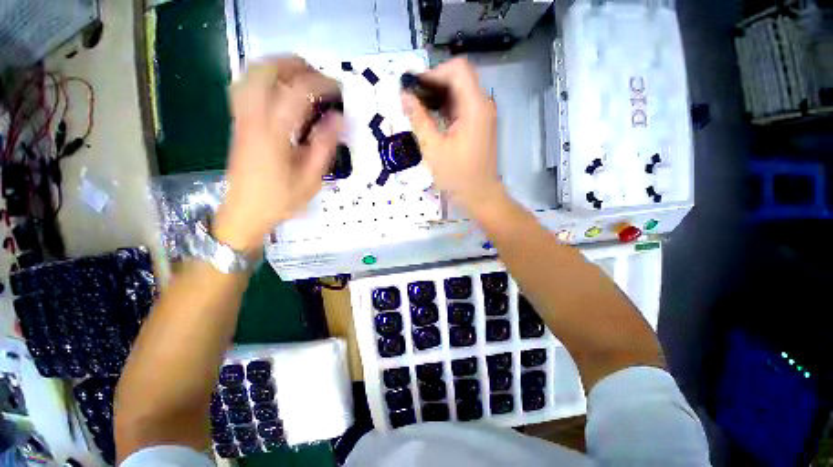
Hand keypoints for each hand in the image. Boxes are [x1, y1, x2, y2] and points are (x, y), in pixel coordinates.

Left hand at [215, 56, 342, 253]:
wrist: (243, 213)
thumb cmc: (280, 200)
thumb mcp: (310, 179)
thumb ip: (324, 146)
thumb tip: (338, 118)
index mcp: (274, 134)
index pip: (297, 93)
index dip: (320, 83)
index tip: (338, 88)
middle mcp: (253, 119)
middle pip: (266, 72)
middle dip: (294, 65)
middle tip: (318, 75)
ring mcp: (241, 119)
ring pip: (250, 75)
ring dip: (276, 66)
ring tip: (300, 75)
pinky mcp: (238, 123)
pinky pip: (245, 87)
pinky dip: (263, 78)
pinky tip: (279, 88)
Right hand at [402, 58, 504, 213]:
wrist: (480, 196)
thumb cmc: (457, 176)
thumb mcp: (433, 149)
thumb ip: (418, 119)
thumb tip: (404, 96)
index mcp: (474, 107)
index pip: (457, 69)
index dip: (433, 73)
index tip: (413, 88)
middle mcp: (482, 105)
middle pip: (458, 78)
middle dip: (432, 84)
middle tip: (411, 99)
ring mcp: (482, 116)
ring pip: (459, 93)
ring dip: (437, 97)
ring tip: (416, 109)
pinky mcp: (479, 126)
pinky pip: (461, 108)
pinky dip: (444, 109)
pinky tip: (430, 119)